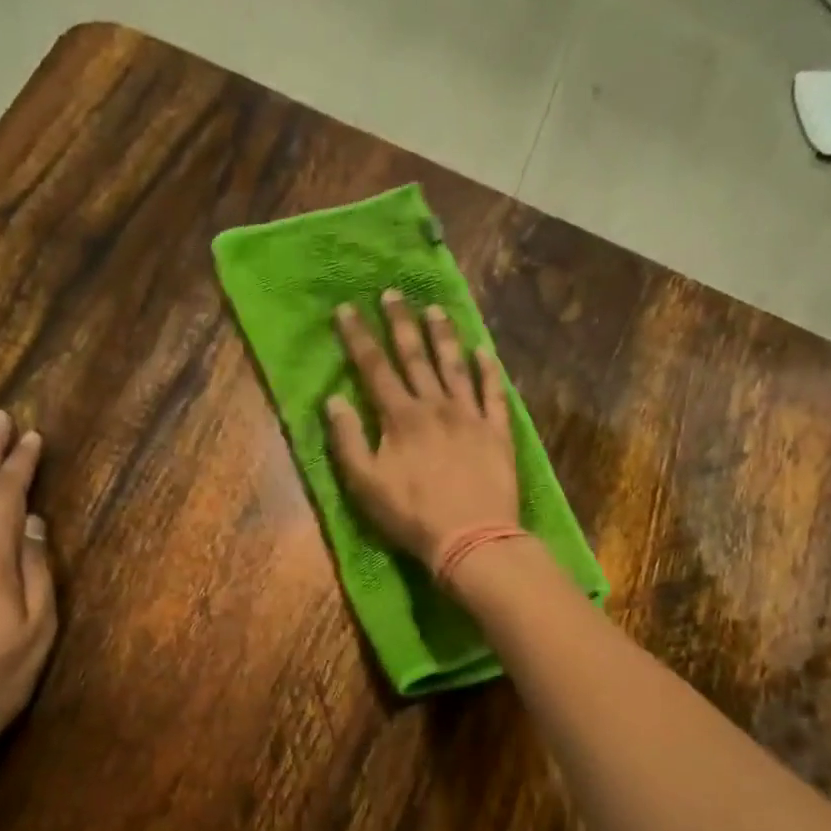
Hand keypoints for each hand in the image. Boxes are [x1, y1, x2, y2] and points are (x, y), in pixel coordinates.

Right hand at [325, 290, 519, 570]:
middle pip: (415, 356)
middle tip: (393, 293)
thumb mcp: (365, 484)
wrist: (471, 538)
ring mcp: (470, 416)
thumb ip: (348, 440)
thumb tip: (333, 400)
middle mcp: (435, 405)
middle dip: (400, 323)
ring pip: (455, 366)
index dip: (358, 337)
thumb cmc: (411, 515)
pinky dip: (488, 370)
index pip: (374, 367)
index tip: (347, 309)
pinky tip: (483, 351)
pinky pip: (493, 392)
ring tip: (435, 310)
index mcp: (400, 417)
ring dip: (443, 336)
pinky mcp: (497, 431)